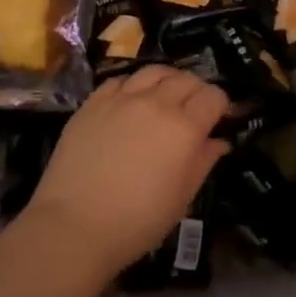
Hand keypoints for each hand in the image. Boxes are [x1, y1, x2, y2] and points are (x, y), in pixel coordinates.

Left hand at [28, 65, 229, 275]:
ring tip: (165, 96)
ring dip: (167, 80)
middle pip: (186, 79)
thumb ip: (203, 162)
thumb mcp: (182, 198)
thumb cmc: (137, 221)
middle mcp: (156, 103)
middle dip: (197, 90)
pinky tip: (131, 100)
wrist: (74, 225)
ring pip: (154, 71)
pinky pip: (120, 80)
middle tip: (194, 110)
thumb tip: (218, 141)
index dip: (221, 105)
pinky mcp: (93, 102)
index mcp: (184, 127)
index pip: (213, 96)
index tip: (219, 119)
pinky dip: (133, 85)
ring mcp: (122, 98)